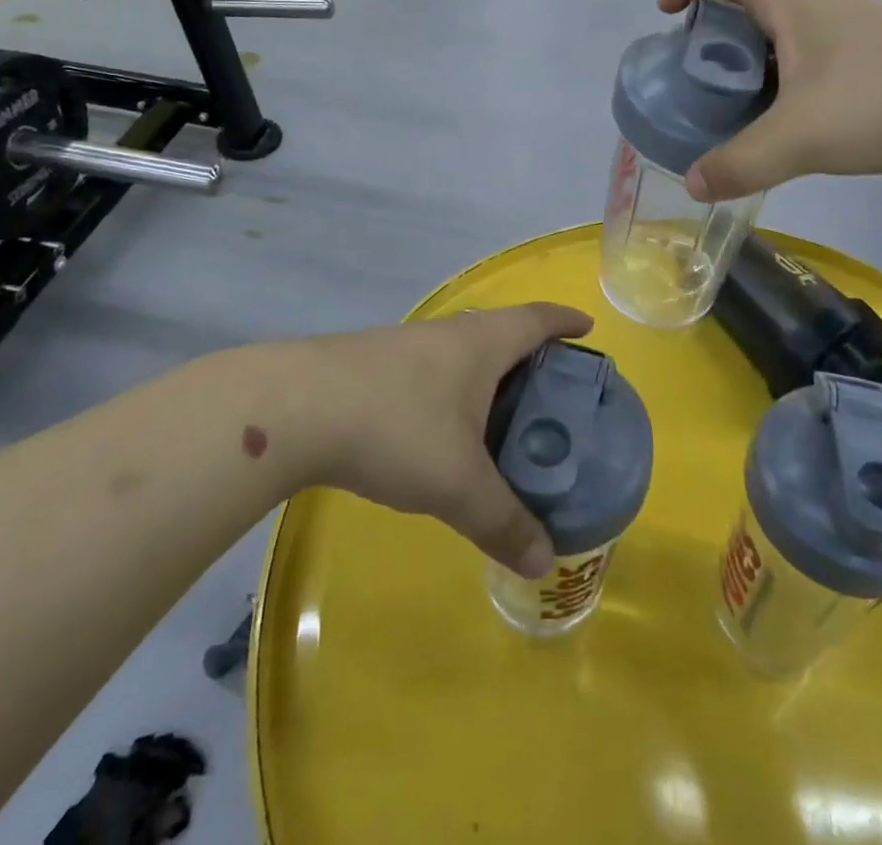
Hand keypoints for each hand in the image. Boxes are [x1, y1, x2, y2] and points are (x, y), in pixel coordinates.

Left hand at [293, 303, 594, 578]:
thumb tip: (545, 562)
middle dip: (530, 354)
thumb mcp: (458, 483)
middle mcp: (449, 333)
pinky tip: (438, 428)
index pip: (537, 318)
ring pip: (462, 352)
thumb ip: (504, 522)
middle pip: (502, 331)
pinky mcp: (373, 364)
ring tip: (499, 415)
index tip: (586, 329)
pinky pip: (431, 370)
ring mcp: (407, 344)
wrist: (295, 407)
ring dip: (486, 374)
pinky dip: (451, 390)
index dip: (565, 321)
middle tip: (550, 392)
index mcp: (482, 343)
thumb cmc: (397, 427)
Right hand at [658, 0, 881, 198]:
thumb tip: (693, 184)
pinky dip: (791, 70)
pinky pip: (818, 48)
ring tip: (743, 99)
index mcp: (793, 2)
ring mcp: (859, 24)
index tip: (668, 11)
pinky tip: (799, 115)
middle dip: (717, 22)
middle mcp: (824, 2)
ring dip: (756, 50)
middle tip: (701, 69)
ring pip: (790, 23)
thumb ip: (741, 163)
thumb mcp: (800, 138)